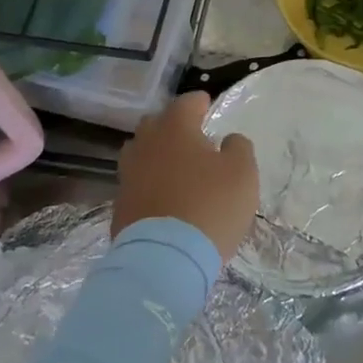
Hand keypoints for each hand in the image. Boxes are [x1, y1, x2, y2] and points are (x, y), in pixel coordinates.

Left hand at [113, 91, 259, 261]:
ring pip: (141, 153)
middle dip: (173, 126)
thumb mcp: (242, 173)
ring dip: (157, 155)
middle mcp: (146, 144)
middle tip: (192, 138)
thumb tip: (228, 140)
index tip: (208, 106)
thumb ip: (238, 148)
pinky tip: (164, 198)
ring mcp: (128, 175)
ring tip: (175, 168)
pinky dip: (149, 185)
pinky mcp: (120, 205)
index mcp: (175, 129)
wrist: (164, 260)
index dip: (200, 103)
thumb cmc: (210, 206)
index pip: (186, 102)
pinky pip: (136, 184)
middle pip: (156, 124)